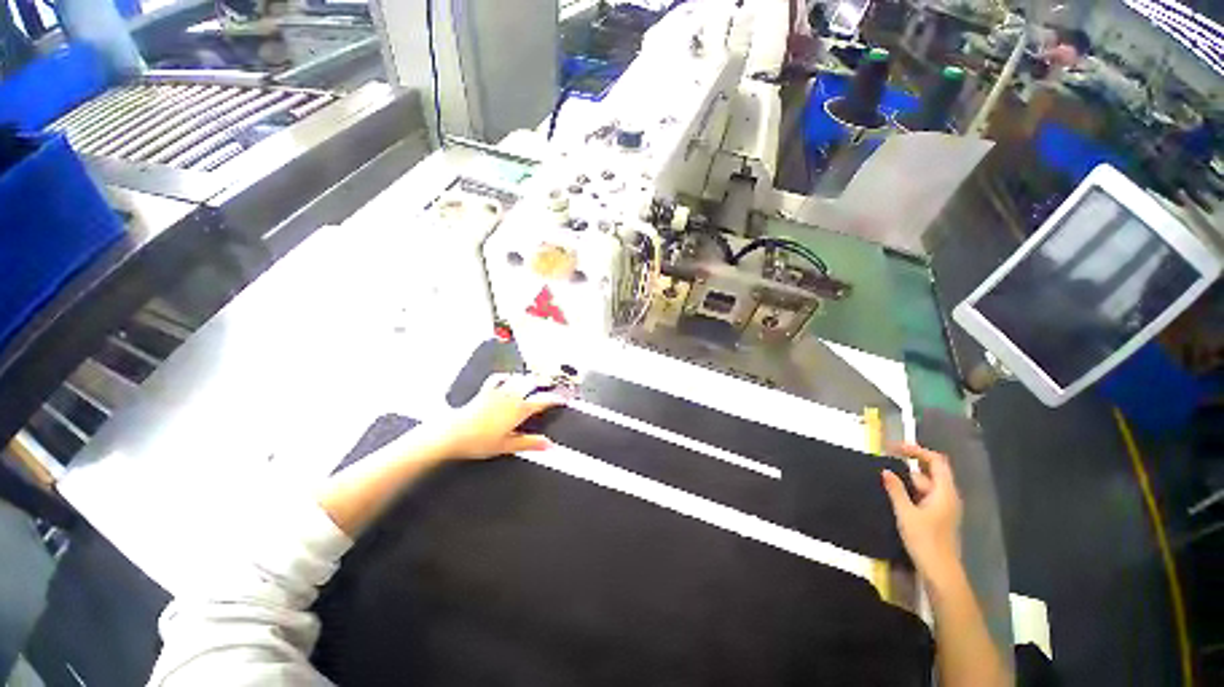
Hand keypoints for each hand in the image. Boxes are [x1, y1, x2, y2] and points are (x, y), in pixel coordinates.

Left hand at [428, 373, 567, 460]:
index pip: (543, 400)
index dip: (555, 399)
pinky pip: (499, 377)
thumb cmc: (479, 442)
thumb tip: (549, 445)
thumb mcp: (508, 446)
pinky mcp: (486, 390)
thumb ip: (530, 443)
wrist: (453, 434)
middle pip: (533, 383)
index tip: (562, 399)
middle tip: (549, 387)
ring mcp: (498, 391)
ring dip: (528, 379)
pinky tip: (509, 378)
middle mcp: (512, 396)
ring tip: (533, 382)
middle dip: (543, 383)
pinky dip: (507, 376)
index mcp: (520, 409)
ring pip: (519, 378)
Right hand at [881, 444, 962, 585]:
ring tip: (885, 481)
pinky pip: (925, 496)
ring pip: (926, 486)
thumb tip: (886, 471)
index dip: (917, 451)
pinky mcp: (938, 517)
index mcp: (944, 492)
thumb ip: (896, 490)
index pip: (936, 461)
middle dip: (908, 467)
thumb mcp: (906, 513)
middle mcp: (947, 496)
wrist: (940, 571)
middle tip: (884, 464)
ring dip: (907, 481)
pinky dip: (911, 492)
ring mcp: (944, 507)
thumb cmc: (925, 540)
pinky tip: (896, 497)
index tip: (894, 448)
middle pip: (930, 473)